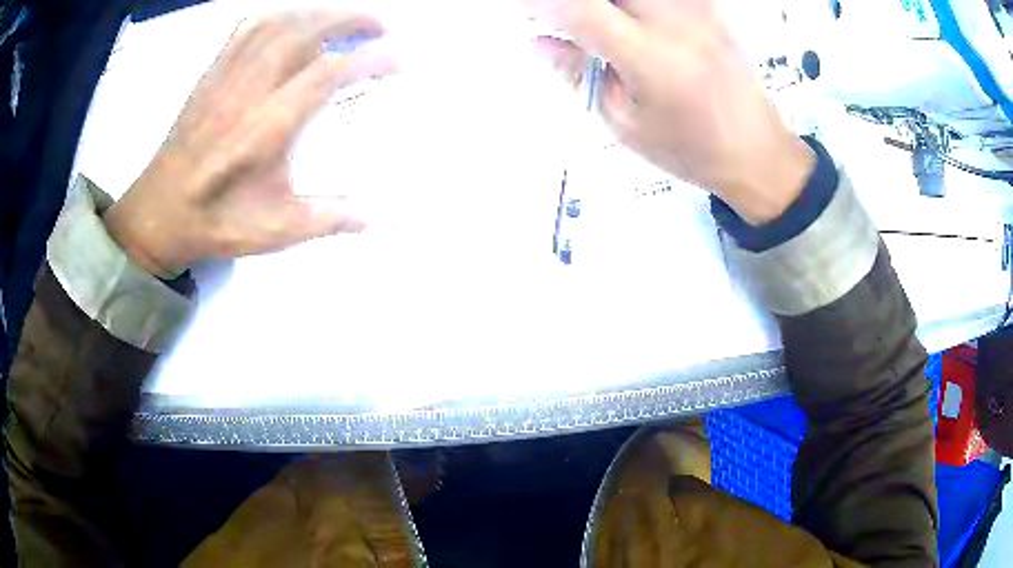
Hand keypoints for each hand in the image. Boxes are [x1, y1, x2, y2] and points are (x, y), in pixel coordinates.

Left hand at [104, 9, 394, 277]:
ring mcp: (227, 77)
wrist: (158, 214)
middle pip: (305, 32)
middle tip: (381, 25)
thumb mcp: (274, 232)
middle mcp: (248, 91)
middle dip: (351, 19)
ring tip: (345, 17)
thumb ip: (326, 220)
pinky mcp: (212, 74)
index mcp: (267, 128)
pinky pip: (246, 28)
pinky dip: (277, 14)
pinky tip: (293, 19)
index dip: (369, 60)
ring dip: (319, 11)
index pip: (327, 74)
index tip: (396, 63)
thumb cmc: (215, 223)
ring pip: (279, 23)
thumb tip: (371, 217)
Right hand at [530, 0, 814, 224]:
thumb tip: (538, 43)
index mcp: (649, 58)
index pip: (578, 9)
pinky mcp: (709, 6)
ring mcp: (697, 8)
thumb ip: (580, 73)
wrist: (758, 152)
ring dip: (607, 5)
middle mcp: (674, 20)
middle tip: (560, 16)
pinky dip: (637, 7)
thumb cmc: (689, 149)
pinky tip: (631, 21)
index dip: (540, 4)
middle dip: (574, 2)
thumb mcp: (624, 122)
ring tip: (598, 23)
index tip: (521, 9)